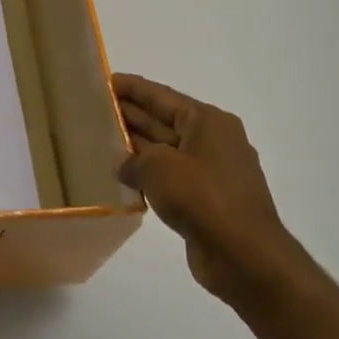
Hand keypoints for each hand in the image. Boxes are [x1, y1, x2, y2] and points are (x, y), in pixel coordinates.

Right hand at [113, 73, 304, 304]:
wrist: (245, 257)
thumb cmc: (202, 197)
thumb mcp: (157, 167)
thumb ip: (133, 159)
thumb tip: (124, 165)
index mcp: (207, 121)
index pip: (160, 95)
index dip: (130, 87)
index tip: (102, 81)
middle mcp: (213, 141)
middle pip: (163, 120)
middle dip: (130, 114)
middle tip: (93, 109)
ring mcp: (212, 172)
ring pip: (165, 150)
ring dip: (136, 146)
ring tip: (100, 141)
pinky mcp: (207, 200)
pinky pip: (170, 178)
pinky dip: (148, 175)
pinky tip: (122, 177)